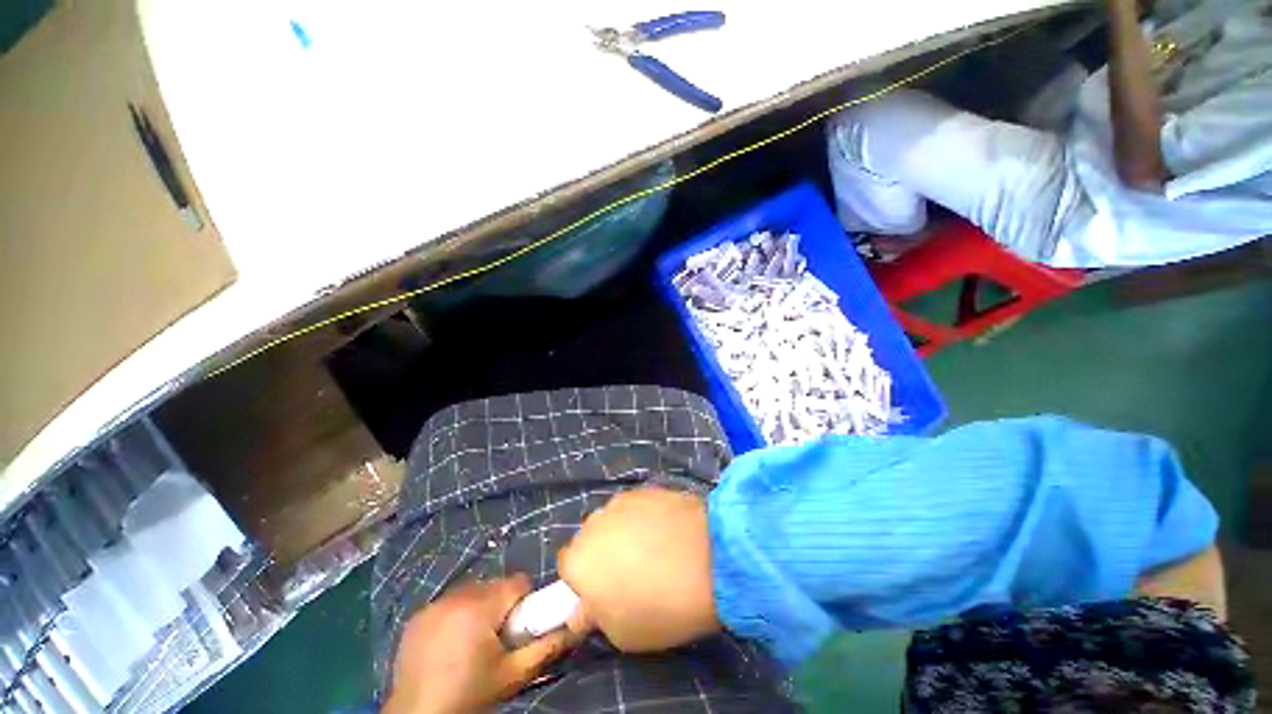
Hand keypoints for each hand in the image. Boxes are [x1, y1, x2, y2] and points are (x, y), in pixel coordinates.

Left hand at [384, 574, 579, 713]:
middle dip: (502, 605)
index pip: (519, 582)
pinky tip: (450, 644)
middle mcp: (456, 596)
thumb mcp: (513, 675)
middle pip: (495, 585)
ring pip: (472, 591)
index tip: (521, 627)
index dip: (526, 601)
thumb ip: (546, 647)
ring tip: (473, 642)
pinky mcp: (417, 616)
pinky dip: (455, 615)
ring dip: (479, 608)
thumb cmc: (469, 695)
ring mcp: (433, 604)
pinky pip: (448, 603)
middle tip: (498, 639)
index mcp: (481, 606)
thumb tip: (575, 626)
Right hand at [557, 488, 719, 651]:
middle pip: (590, 539)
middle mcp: (593, 523)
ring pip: (614, 521)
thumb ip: (594, 616)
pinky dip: (645, 518)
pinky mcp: (646, 489)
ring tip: (655, 550)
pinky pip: (636, 508)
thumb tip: (583, 607)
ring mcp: (621, 501)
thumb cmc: (662, 606)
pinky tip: (668, 532)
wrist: (711, 556)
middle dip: (604, 554)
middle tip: (632, 572)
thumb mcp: (621, 634)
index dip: (584, 581)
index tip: (605, 592)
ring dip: (624, 534)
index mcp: (578, 560)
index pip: (566, 567)